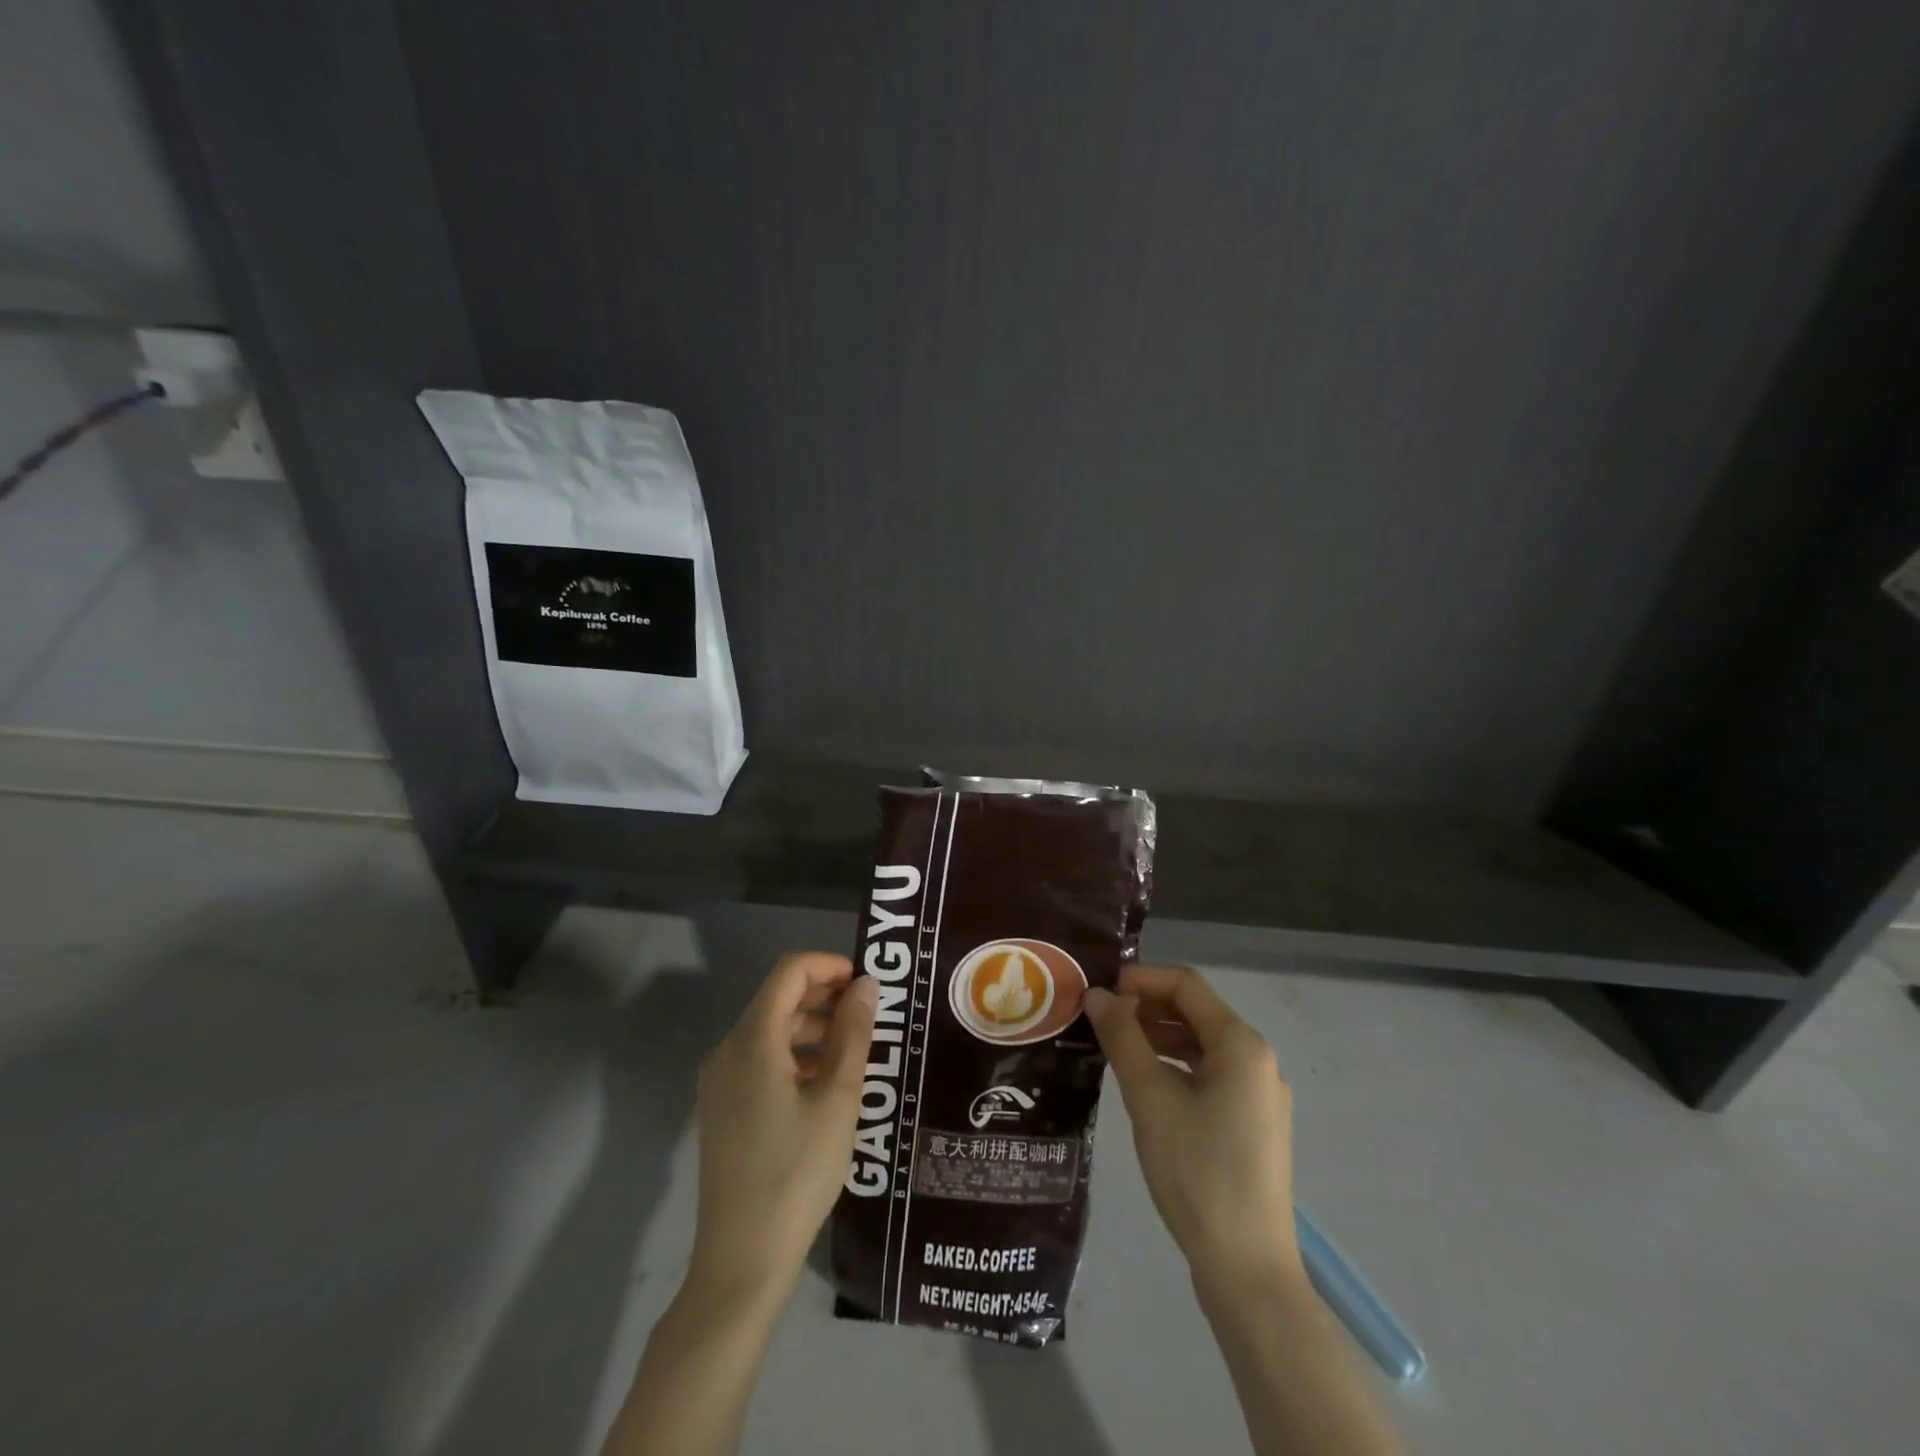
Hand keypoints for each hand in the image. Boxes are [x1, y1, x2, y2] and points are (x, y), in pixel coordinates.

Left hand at [688, 953, 877, 1305]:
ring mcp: (720, 1081)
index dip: (829, 965)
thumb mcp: (838, 1099)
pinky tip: (825, 1083)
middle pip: (779, 999)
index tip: (867, 982)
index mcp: (752, 1040)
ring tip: (855, 1050)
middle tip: (870, 1015)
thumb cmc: (797, 1172)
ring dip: (813, 1027)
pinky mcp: (722, 1108)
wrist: (742, 1260)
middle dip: (825, 996)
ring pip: (771, 1031)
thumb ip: (853, 1034)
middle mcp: (728, 1050)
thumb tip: (866, 985)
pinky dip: (795, 1056)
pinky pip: (760, 1060)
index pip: (790, 972)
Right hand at [1085, 965, 1300, 1293]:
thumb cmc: (1197, 1171)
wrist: (1246, 1268)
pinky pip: (1208, 1074)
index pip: (1186, 984)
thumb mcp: (1150, 1098)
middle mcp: (1256, 1060)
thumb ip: (1122, 1038)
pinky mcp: (1251, 1123)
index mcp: (1241, 1045)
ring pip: (1201, 1044)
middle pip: (1195, 1011)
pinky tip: (1143, 1080)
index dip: (1141, 978)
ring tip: (1112, 1044)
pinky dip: (1174, 1065)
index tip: (1099, 989)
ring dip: (1157, 1035)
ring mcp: (1258, 1094)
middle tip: (1098, 1017)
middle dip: (1146, 1006)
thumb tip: (1096, 994)